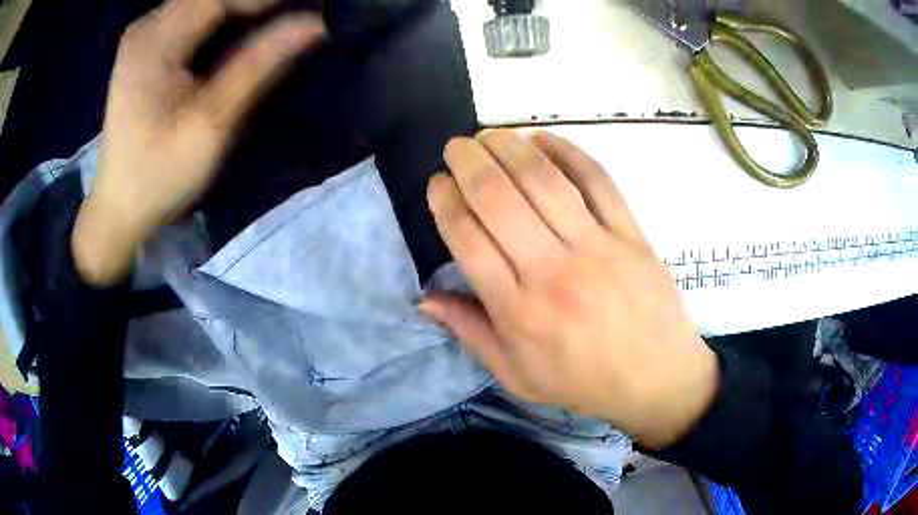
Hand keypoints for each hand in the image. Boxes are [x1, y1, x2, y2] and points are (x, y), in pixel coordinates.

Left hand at [72, 0, 324, 284]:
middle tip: (290, 13)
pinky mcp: (142, 47)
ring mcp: (140, 36)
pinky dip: (216, 14)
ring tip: (270, 18)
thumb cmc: (161, 175)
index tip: (308, 4)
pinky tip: (233, 27)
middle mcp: (144, 29)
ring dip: (235, 6)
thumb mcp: (211, 124)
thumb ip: (258, 66)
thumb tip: (312, 24)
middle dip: (251, 1)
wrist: (119, 207)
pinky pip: (186, 12)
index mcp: (155, 45)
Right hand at [422, 130, 718, 448]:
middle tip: (455, 147)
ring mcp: (596, 247)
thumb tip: (423, 298)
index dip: (445, 201)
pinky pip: (597, 180)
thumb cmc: (581, 380)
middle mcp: (552, 271)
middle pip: (499, 198)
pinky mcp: (630, 233)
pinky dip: (568, 152)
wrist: (655, 378)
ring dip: (510, 147)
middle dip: (468, 162)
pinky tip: (543, 138)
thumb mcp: (515, 374)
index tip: (437, 184)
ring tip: (490, 134)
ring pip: (544, 181)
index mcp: (518, 310)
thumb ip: (469, 332)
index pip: (467, 238)